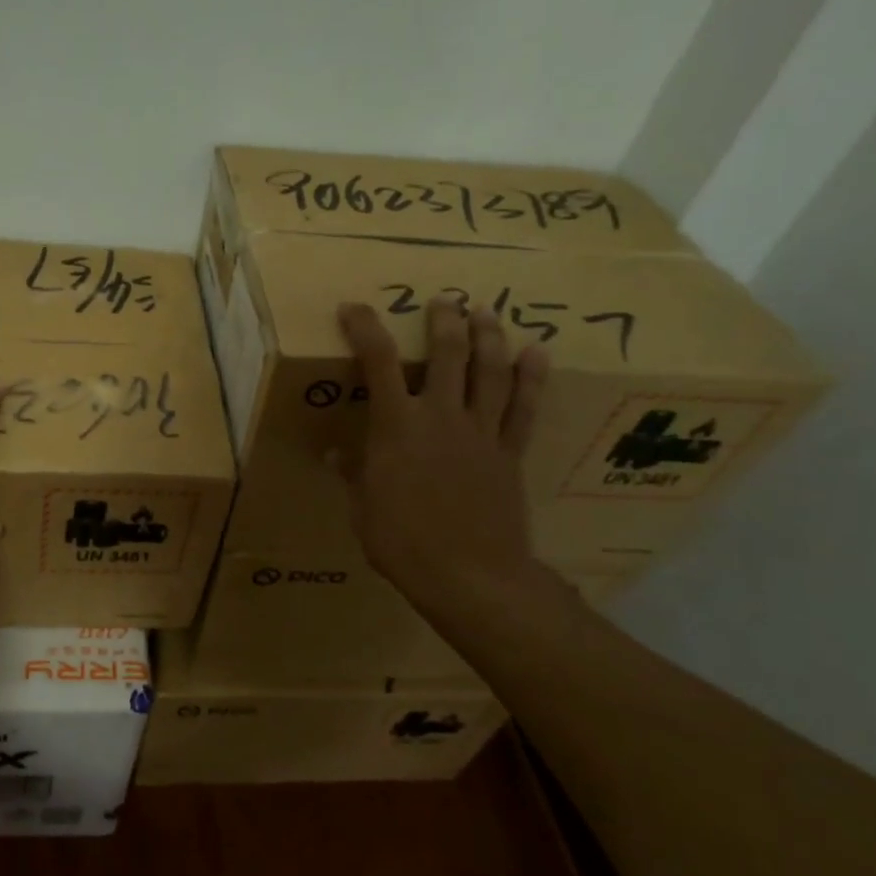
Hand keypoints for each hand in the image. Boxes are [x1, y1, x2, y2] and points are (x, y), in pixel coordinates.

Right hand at [337, 300, 549, 613]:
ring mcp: (481, 432)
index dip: (365, 328)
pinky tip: (537, 353)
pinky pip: (525, 408)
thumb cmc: (402, 542)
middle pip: (447, 353)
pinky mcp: (510, 452)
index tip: (354, 307)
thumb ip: (354, 473)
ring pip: (490, 371)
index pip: (379, 362)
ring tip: (486, 311)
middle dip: (444, 320)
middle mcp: (441, 416)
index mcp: (397, 426)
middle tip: (444, 300)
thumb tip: (338, 453)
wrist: (469, 575)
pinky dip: (533, 378)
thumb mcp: (363, 508)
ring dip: (489, 336)